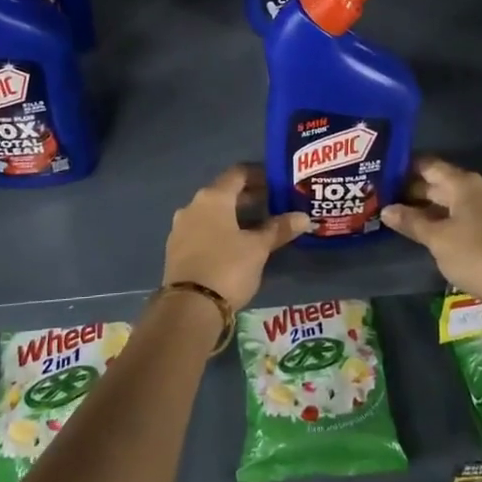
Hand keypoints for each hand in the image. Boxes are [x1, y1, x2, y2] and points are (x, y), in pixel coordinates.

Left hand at [162, 164, 310, 310]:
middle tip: (274, 204)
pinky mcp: (177, 249)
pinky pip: (202, 230)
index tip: (278, 182)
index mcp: (213, 198)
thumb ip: (279, 228)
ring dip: (234, 215)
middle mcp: (193, 206)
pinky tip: (236, 245)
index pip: (238, 173)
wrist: (188, 308)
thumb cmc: (227, 268)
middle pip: (224, 192)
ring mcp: (181, 228)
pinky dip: (220, 231)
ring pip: (213, 213)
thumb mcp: (258, 248)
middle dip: (250, 197)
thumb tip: (304, 217)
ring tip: (259, 226)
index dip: (260, 175)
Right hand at [382, 157, 481, 305]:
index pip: (429, 165)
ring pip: (448, 202)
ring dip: (424, 208)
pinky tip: (423, 233)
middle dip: (411, 190)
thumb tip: (386, 209)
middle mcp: (476, 191)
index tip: (380, 173)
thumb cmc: (476, 255)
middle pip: (438, 183)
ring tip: (395, 215)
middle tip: (380, 197)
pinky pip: (458, 218)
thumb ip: (411, 222)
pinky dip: (439, 221)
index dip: (404, 167)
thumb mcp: (437, 239)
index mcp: (464, 184)